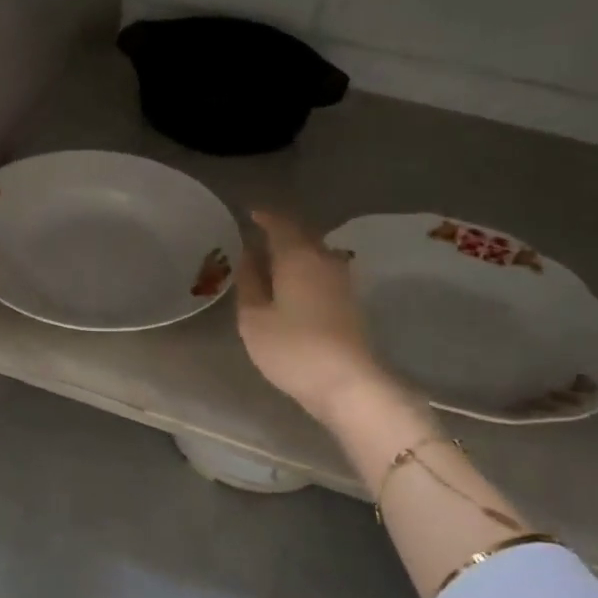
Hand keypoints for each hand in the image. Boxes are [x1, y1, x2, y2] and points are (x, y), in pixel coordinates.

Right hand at [236, 209, 389, 423]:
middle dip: (279, 233)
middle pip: (301, 235)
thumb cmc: (292, 348)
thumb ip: (249, 282)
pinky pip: (322, 271)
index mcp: (298, 255)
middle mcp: (324, 258)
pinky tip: (291, 285)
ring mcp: (342, 279)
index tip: (248, 214)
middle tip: (256, 238)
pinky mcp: (350, 301)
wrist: (348, 383)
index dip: (263, 216)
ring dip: (293, 253)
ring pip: (314, 253)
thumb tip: (248, 256)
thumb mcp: (254, 318)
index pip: (279, 223)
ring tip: (271, 262)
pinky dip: (304, 270)